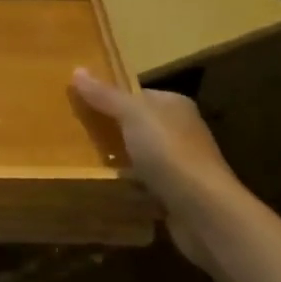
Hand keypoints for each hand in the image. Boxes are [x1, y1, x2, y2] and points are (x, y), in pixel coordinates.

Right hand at [71, 70, 245, 270]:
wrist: (203, 211)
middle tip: (77, 133)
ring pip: (140, 156)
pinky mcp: (178, 195)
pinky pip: (145, 184)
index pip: (137, 95)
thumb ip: (104, 94)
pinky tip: (108, 188)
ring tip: (84, 160)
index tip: (81, 104)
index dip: (110, 97)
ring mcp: (182, 165)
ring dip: (119, 160)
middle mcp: (182, 131)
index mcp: (175, 105)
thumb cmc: (168, 151)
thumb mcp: (131, 114)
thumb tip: (76, 70)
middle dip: (112, 130)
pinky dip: (129, 186)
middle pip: (138, 125)